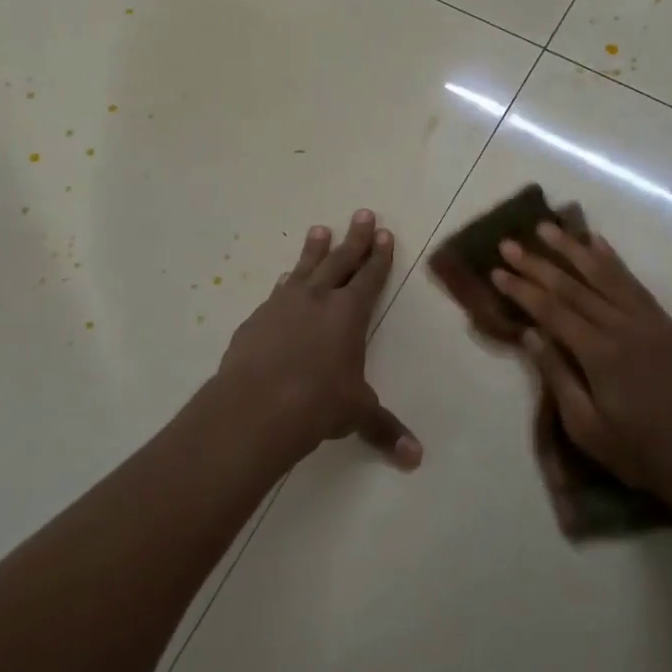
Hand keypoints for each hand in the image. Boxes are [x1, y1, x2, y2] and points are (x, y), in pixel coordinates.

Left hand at [216, 209, 422, 469]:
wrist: (255, 406)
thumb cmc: (317, 404)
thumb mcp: (356, 414)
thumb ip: (384, 429)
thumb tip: (416, 459)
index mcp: (349, 314)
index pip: (369, 277)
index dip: (379, 256)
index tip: (384, 233)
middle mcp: (318, 299)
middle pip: (340, 261)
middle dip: (354, 238)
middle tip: (362, 213)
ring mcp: (283, 305)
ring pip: (304, 268)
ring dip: (315, 249)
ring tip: (319, 229)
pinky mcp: (257, 319)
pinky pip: (276, 292)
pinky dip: (285, 282)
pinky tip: (283, 279)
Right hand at [492, 222, 671, 519]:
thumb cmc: (641, 452)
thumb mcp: (588, 428)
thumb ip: (558, 376)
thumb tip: (530, 334)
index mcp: (600, 354)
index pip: (551, 310)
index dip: (522, 289)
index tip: (497, 270)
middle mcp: (623, 326)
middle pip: (573, 286)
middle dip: (538, 263)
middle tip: (509, 243)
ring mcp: (648, 320)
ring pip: (605, 274)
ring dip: (573, 248)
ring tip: (547, 227)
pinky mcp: (666, 323)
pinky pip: (634, 282)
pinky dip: (613, 260)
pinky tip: (598, 244)